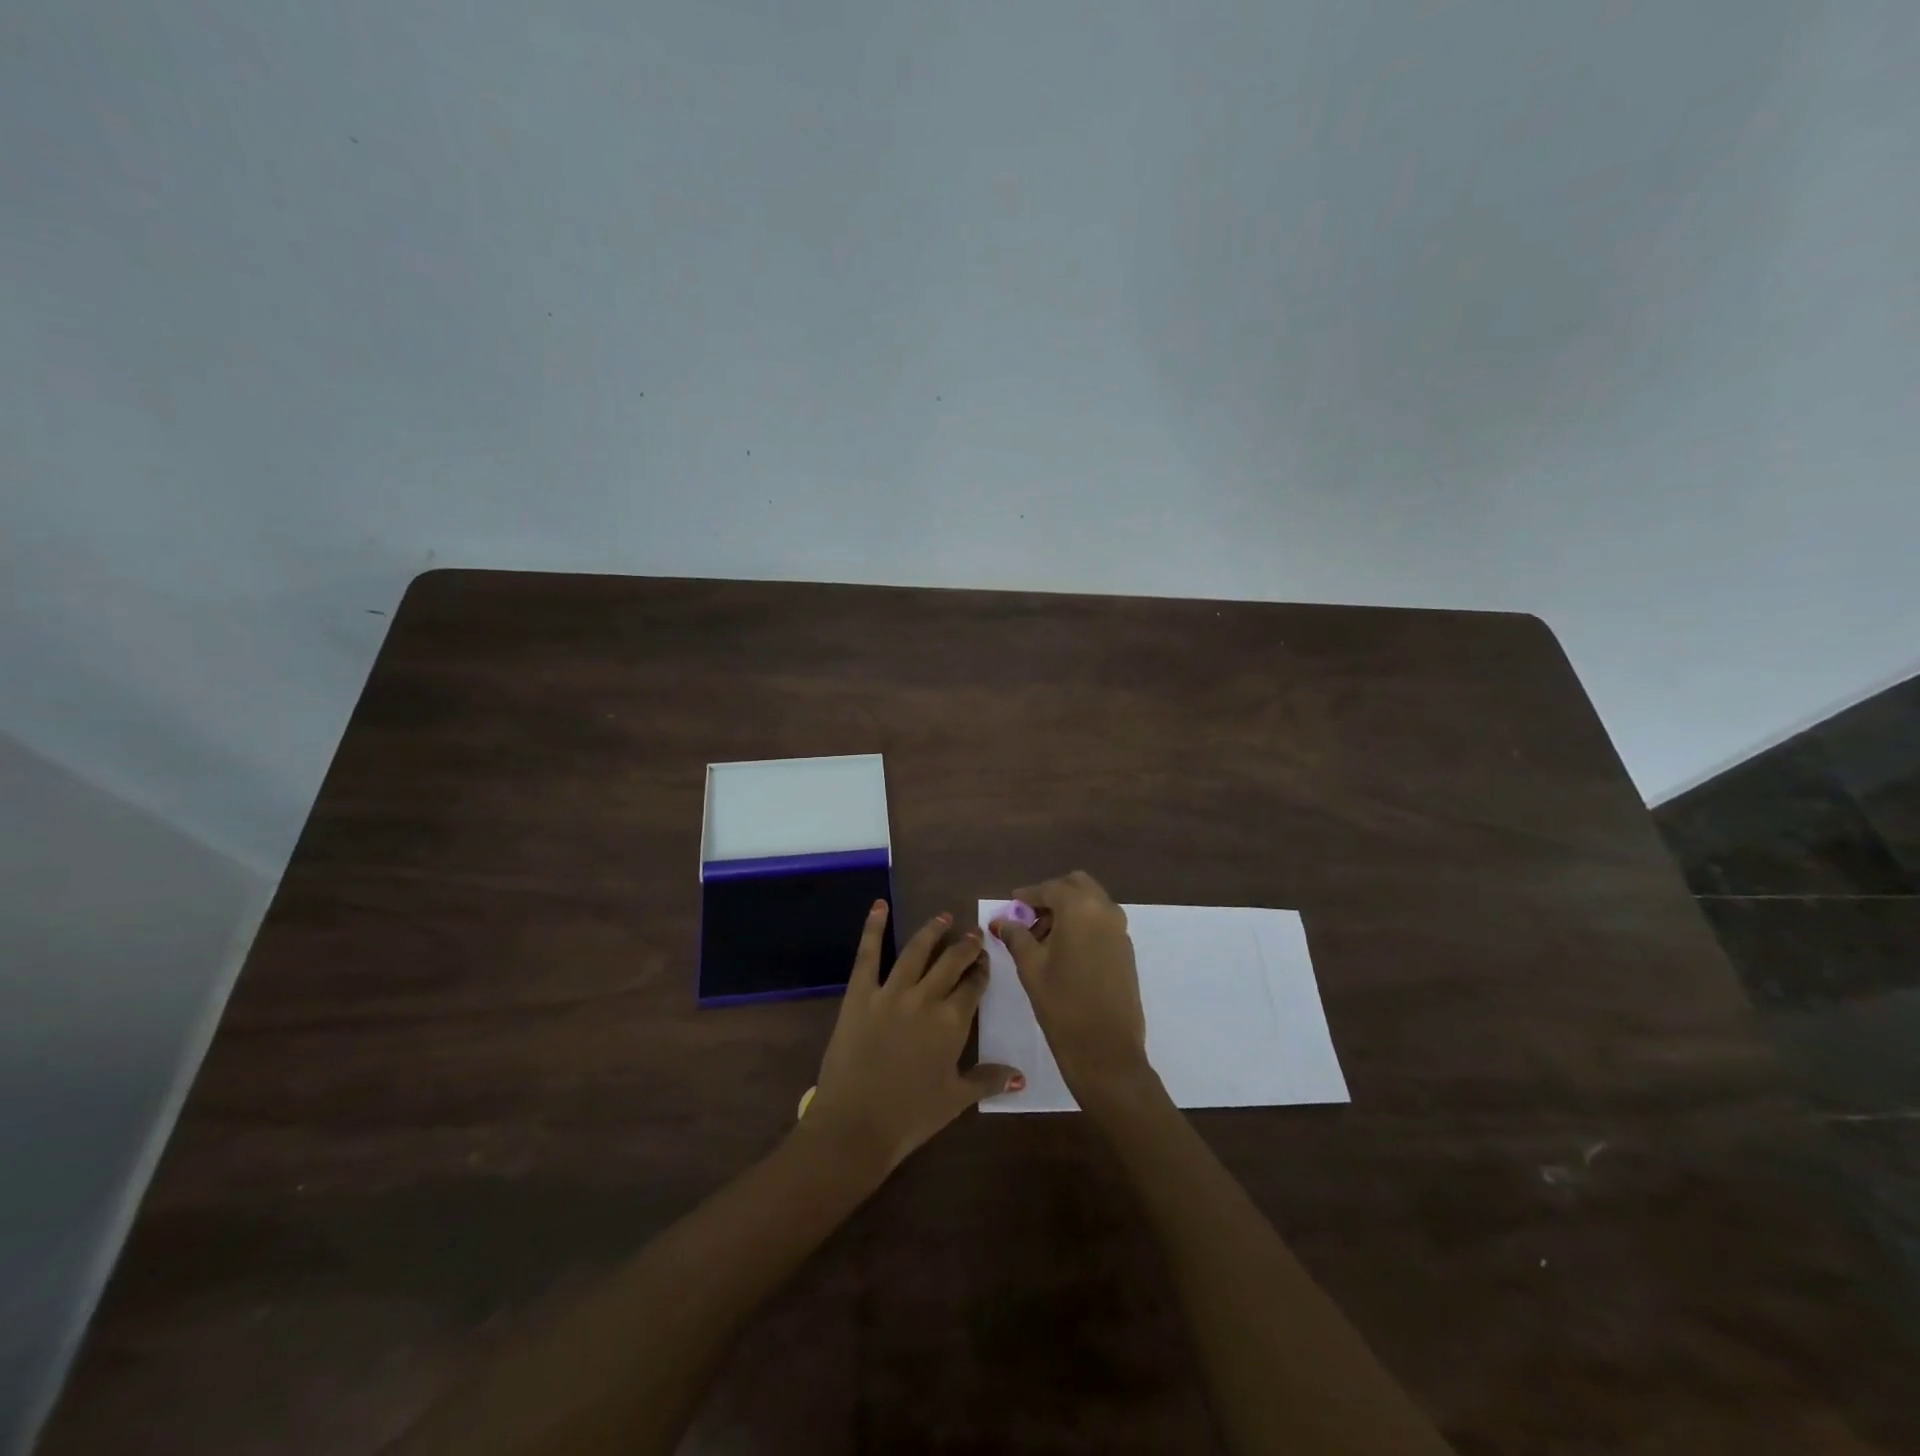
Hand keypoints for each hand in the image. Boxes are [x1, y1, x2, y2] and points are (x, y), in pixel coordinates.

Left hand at [804, 901, 1024, 1176]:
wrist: (856, 1124)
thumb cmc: (910, 1116)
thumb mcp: (955, 1099)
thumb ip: (988, 1080)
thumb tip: (1021, 1075)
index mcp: (952, 1022)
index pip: (973, 986)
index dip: (981, 971)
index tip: (985, 960)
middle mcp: (926, 997)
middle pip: (951, 962)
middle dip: (965, 946)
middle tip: (973, 933)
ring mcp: (891, 992)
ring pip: (916, 951)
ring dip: (932, 932)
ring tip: (943, 918)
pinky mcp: (860, 993)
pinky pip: (868, 954)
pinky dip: (873, 928)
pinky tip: (879, 906)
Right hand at [991, 871, 1152, 1110]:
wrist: (1106, 1051)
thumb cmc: (1062, 1005)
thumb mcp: (1031, 967)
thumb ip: (1016, 936)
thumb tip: (1001, 921)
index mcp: (1080, 908)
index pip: (1050, 888)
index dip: (1028, 895)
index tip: (1011, 905)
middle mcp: (1105, 910)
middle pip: (1076, 885)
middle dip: (1052, 896)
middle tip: (1029, 919)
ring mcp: (1120, 930)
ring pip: (1091, 902)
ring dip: (1068, 909)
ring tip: (1043, 938)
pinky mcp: (1126, 949)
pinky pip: (1102, 921)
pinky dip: (1083, 923)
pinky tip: (1064, 950)